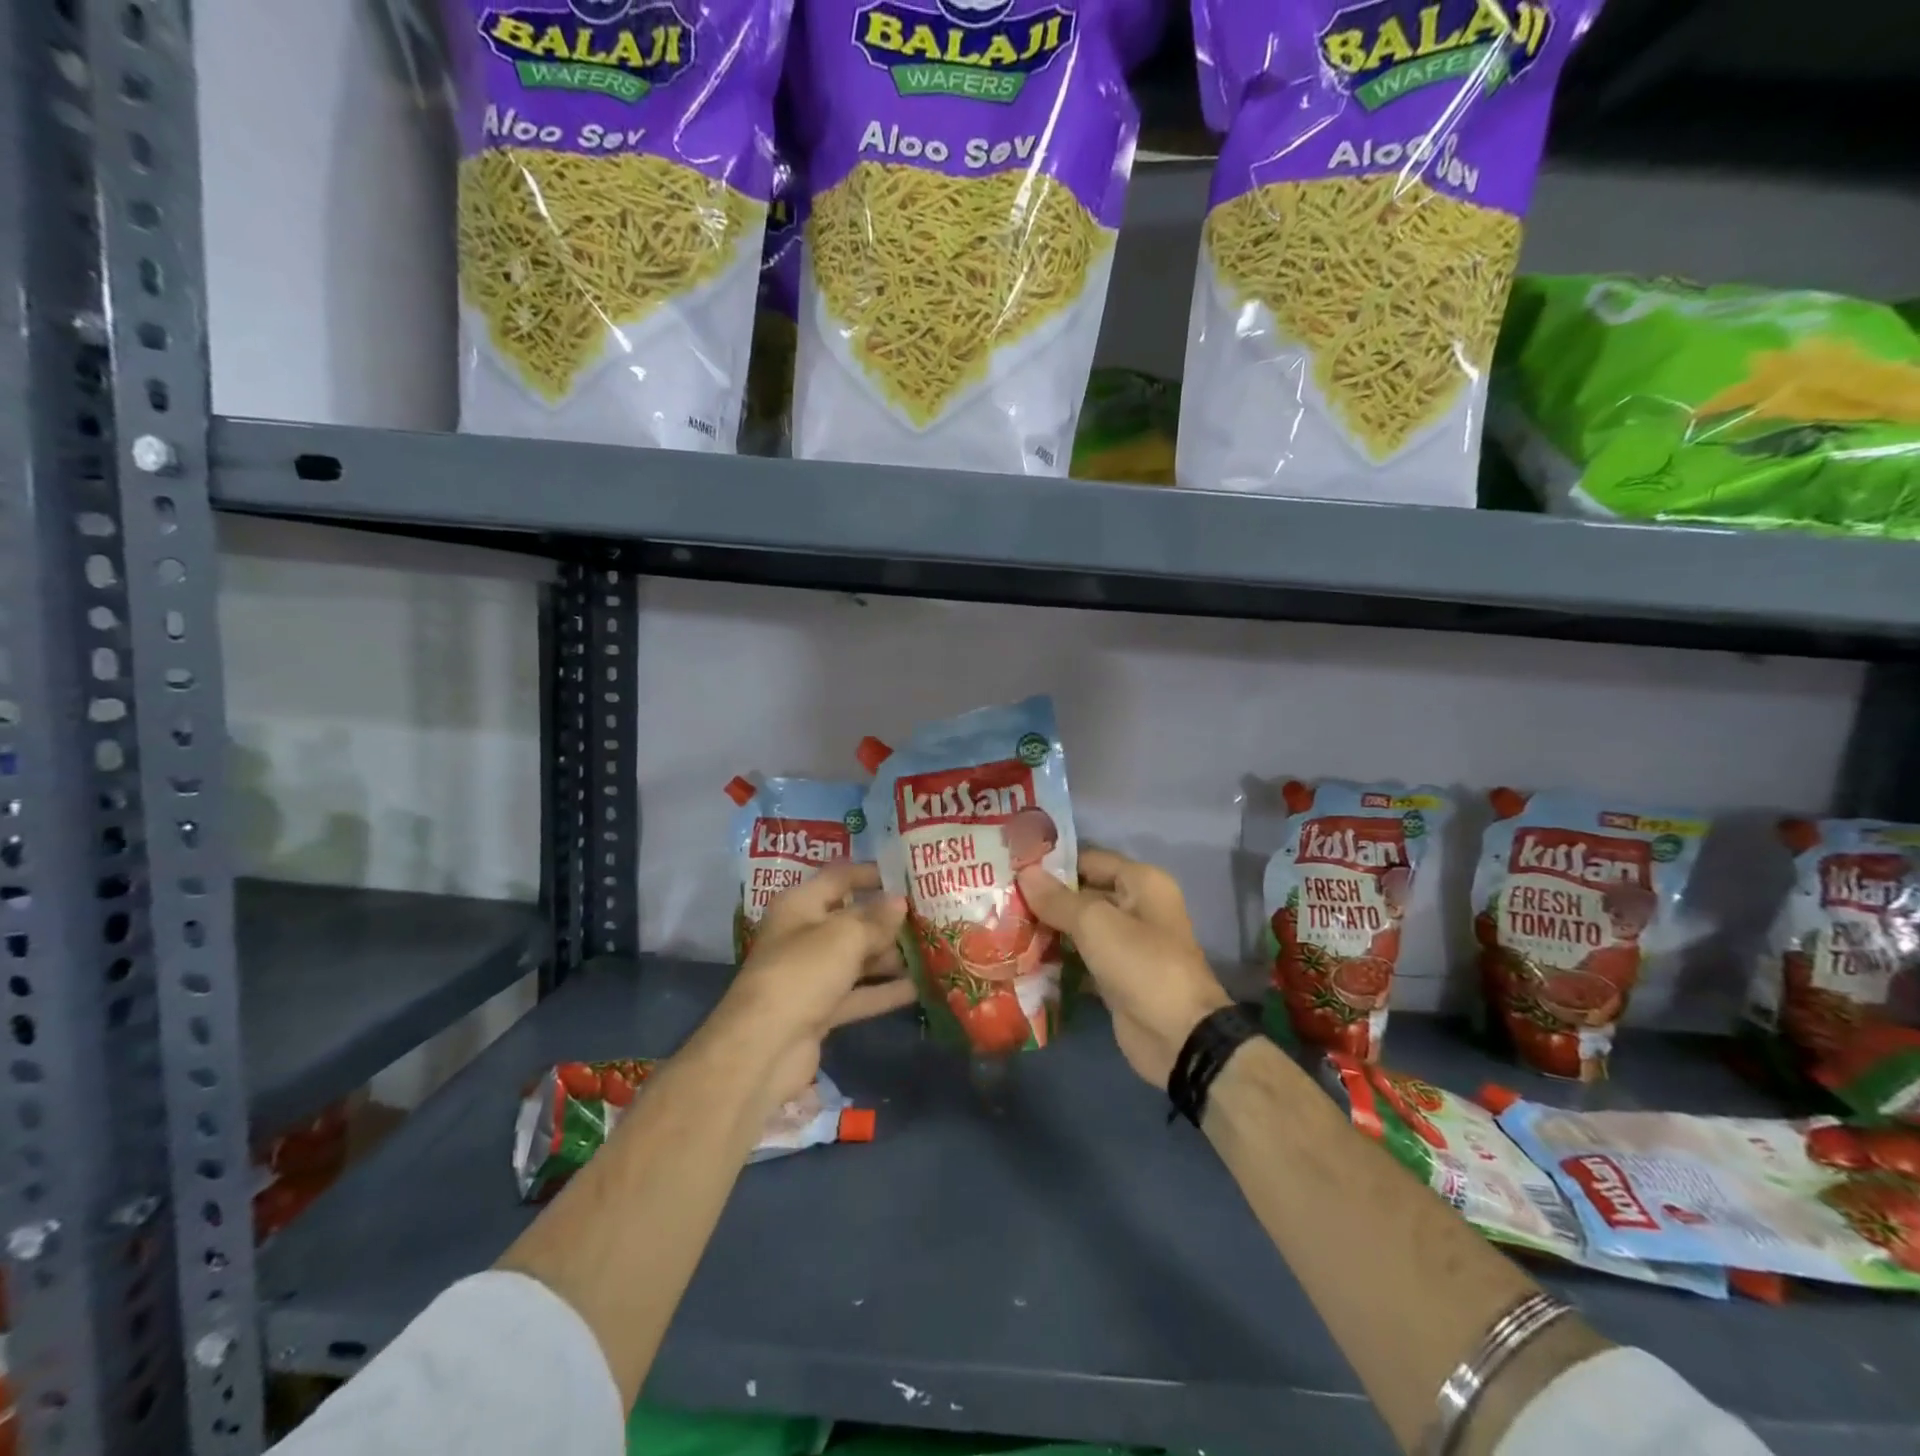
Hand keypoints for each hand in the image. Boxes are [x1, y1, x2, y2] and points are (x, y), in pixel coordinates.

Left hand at [712, 863, 914, 1103]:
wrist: (765, 1047)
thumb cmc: (803, 973)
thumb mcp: (845, 937)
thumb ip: (876, 919)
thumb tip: (899, 902)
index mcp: (800, 905)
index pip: (839, 877)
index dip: (870, 873)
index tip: (906, 875)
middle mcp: (803, 935)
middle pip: (851, 920)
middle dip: (887, 920)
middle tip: (929, 917)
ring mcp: (811, 975)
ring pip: (857, 959)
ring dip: (890, 956)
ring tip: (932, 950)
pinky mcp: (820, 1010)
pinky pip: (858, 993)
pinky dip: (884, 991)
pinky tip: (920, 988)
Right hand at [1017, 849, 1230, 1087]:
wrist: (1178, 1037)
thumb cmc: (1141, 964)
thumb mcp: (1095, 923)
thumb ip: (1058, 898)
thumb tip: (1024, 872)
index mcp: (1141, 882)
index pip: (1088, 859)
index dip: (1052, 862)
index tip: (1011, 865)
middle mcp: (1136, 907)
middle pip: (1082, 894)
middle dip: (1044, 897)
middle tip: (999, 898)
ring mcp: (1126, 945)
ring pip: (1079, 928)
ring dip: (1047, 929)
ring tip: (1002, 926)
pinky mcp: (1115, 977)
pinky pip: (1080, 959)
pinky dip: (1057, 960)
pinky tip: (1022, 959)